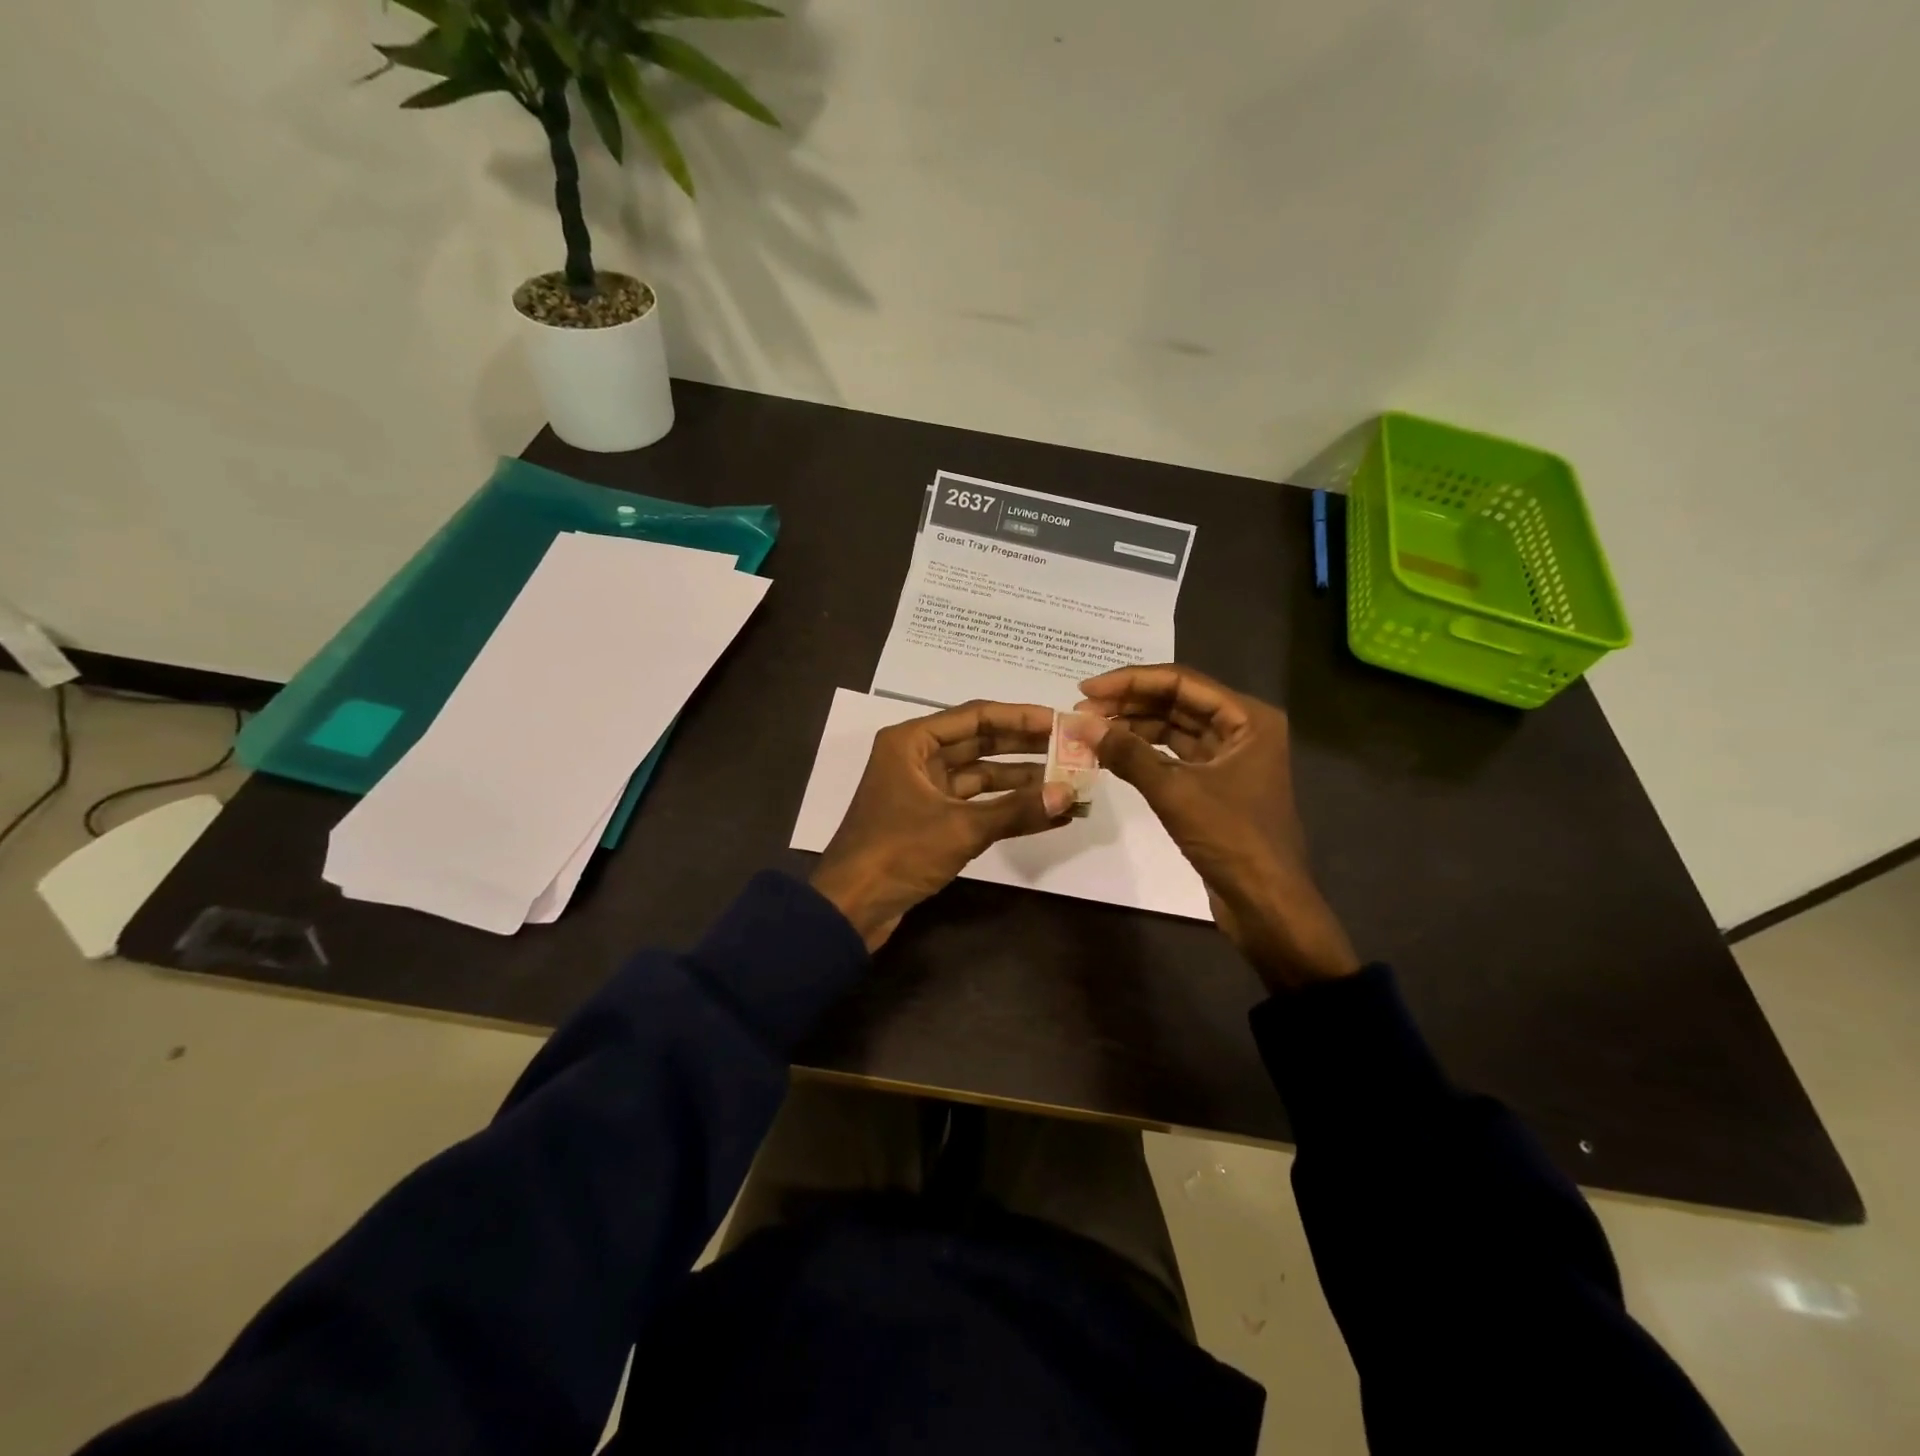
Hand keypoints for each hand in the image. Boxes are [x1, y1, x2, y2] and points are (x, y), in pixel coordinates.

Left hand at [810, 700, 1076, 949]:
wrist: (850, 907)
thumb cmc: (898, 853)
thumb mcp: (961, 828)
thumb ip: (1017, 810)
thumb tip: (1070, 796)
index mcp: (912, 742)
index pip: (976, 716)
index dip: (1020, 718)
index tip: (1061, 722)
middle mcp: (917, 757)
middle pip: (979, 742)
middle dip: (1025, 747)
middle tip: (1071, 749)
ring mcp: (923, 789)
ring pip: (979, 775)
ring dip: (1019, 780)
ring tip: (1066, 782)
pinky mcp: (929, 819)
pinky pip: (974, 803)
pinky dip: (1004, 807)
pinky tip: (1043, 812)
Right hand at [1076, 664, 1358, 990]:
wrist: (1267, 905)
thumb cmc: (1231, 839)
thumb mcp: (1175, 792)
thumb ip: (1127, 753)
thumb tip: (1080, 724)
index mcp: (1247, 718)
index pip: (1181, 682)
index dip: (1131, 681)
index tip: (1086, 688)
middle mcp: (1242, 729)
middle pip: (1178, 701)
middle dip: (1129, 703)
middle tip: (1081, 711)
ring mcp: (1230, 758)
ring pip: (1174, 728)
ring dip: (1134, 727)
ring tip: (1090, 730)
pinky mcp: (1216, 784)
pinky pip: (1175, 755)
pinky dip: (1144, 752)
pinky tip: (1113, 753)